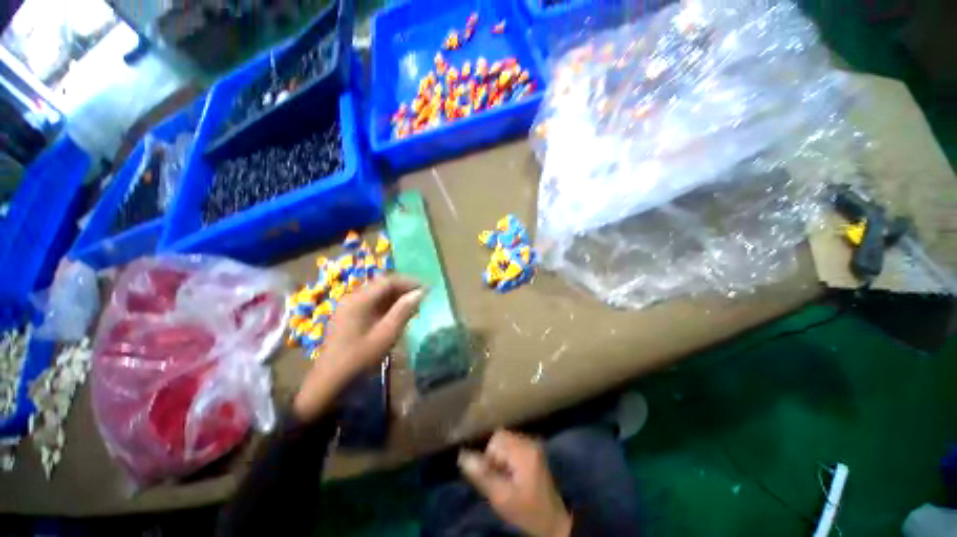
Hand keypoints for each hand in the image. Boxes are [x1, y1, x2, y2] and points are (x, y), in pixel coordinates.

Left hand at [293, 276, 423, 421]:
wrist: (330, 381)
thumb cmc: (360, 357)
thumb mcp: (386, 334)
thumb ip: (403, 311)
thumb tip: (420, 293)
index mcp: (359, 300)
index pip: (389, 281)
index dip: (410, 282)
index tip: (427, 289)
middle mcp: (353, 297)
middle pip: (383, 285)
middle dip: (404, 288)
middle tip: (422, 297)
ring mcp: (349, 306)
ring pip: (378, 293)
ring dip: (397, 296)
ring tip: (414, 305)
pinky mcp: (349, 315)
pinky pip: (372, 302)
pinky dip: (388, 305)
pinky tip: (399, 314)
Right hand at [459, 430, 571, 536]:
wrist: (552, 522)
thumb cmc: (526, 511)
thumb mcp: (501, 498)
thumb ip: (482, 475)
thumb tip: (461, 456)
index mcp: (524, 450)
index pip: (496, 439)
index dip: (489, 457)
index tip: (494, 478)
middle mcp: (529, 441)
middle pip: (501, 437)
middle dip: (494, 456)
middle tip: (499, 479)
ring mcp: (533, 444)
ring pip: (505, 441)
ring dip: (500, 457)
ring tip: (506, 478)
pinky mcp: (533, 450)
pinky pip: (512, 445)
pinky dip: (507, 457)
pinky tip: (512, 475)